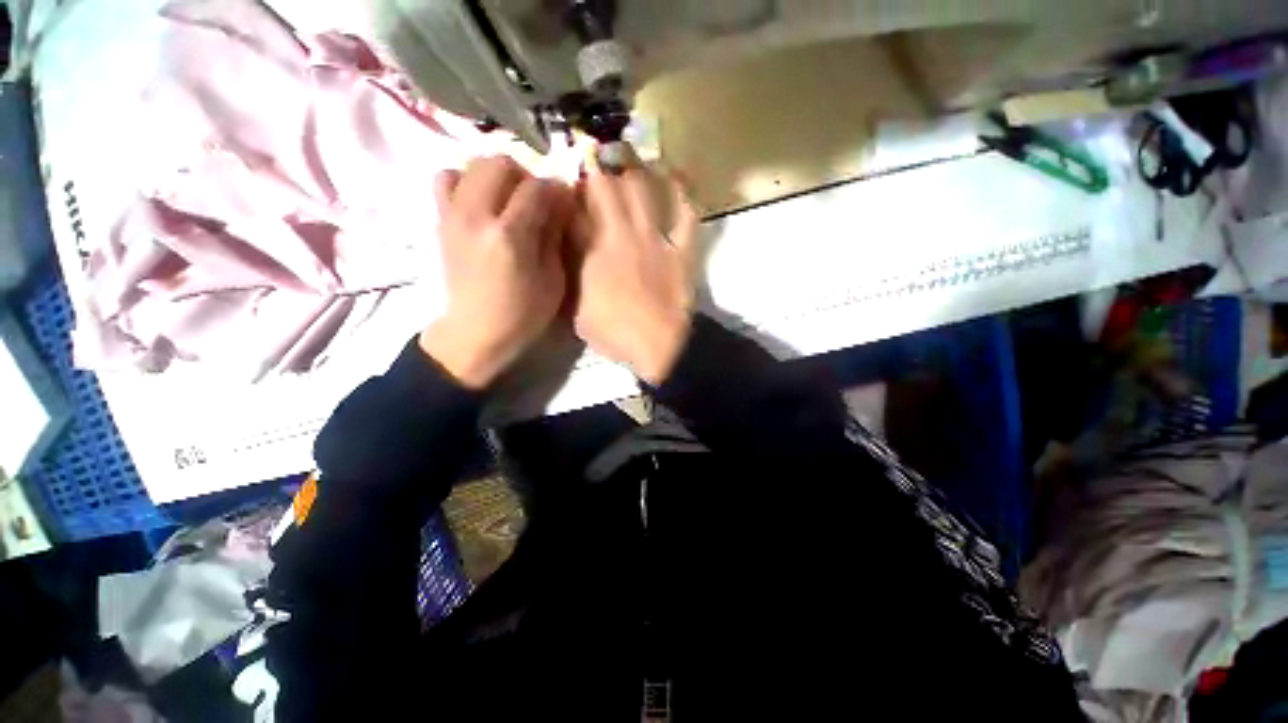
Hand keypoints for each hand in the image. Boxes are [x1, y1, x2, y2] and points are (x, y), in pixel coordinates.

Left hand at [420, 156, 573, 388]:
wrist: (476, 332)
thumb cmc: (523, 314)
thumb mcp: (553, 280)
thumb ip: (553, 236)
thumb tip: (557, 202)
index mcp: (509, 237)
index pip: (535, 188)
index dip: (555, 187)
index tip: (564, 197)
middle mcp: (476, 217)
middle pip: (498, 163)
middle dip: (524, 173)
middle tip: (536, 197)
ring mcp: (452, 216)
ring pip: (470, 164)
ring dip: (495, 175)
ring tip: (508, 198)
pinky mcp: (440, 221)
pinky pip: (446, 180)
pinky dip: (466, 181)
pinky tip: (483, 203)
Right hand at [570, 150, 700, 384]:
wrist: (658, 348)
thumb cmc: (614, 333)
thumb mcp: (576, 309)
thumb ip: (570, 274)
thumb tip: (566, 246)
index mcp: (593, 251)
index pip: (575, 209)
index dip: (570, 189)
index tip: (567, 177)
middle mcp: (622, 235)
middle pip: (608, 189)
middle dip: (598, 166)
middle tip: (594, 151)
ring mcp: (655, 239)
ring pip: (643, 190)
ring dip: (633, 166)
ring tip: (626, 150)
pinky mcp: (682, 249)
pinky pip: (686, 213)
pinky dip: (682, 192)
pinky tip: (675, 174)